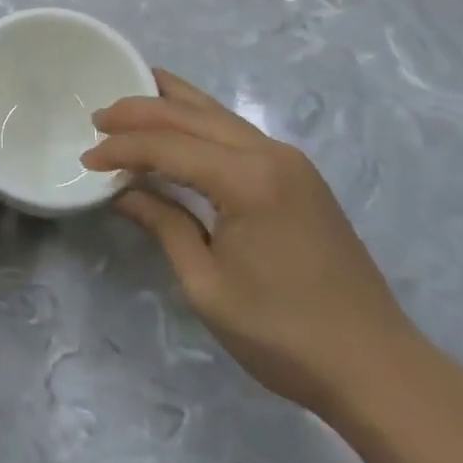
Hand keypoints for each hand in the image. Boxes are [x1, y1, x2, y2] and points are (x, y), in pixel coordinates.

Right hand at [83, 69, 423, 419]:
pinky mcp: (299, 176)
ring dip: (172, 105)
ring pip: (219, 114)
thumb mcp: (207, 285)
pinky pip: (237, 132)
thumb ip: (164, 225)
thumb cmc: (283, 334)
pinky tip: (182, 124)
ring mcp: (290, 161)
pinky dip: (201, 122)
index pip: (168, 146)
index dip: (122, 150)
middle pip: (193, 115)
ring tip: (132, 95)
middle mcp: (270, 154)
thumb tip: (124, 192)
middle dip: (141, 111)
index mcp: (247, 180)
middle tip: (98, 116)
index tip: (86, 161)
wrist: (376, 367)